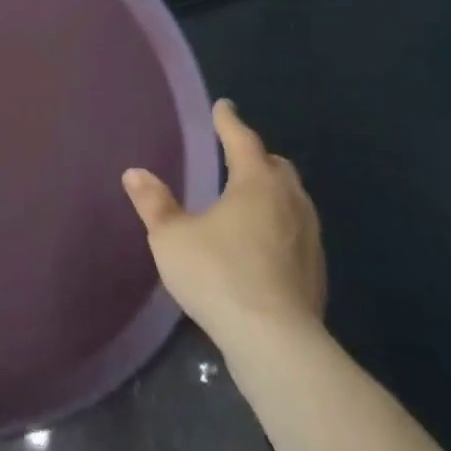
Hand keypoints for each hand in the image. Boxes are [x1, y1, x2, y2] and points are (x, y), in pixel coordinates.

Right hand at [122, 100, 325, 346]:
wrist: (276, 343)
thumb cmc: (218, 274)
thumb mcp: (171, 236)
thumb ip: (154, 202)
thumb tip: (135, 173)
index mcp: (256, 184)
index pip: (242, 140)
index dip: (229, 122)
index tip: (223, 107)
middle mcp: (290, 202)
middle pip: (277, 167)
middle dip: (256, 157)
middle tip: (234, 155)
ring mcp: (309, 238)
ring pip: (293, 199)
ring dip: (272, 191)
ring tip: (248, 197)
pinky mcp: (316, 272)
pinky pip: (297, 231)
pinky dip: (279, 223)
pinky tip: (261, 241)